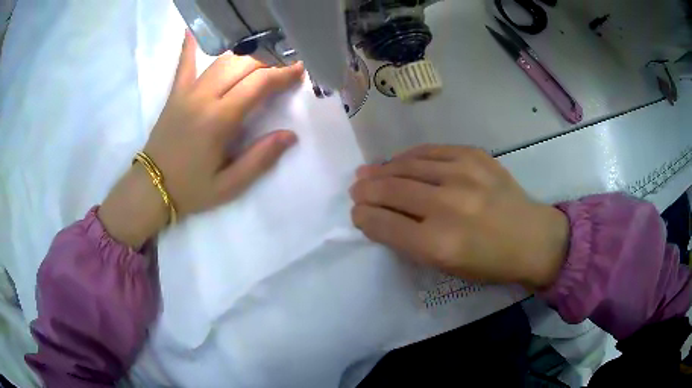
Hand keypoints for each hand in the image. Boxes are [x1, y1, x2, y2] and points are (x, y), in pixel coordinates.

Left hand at [99, 32, 303, 247]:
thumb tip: (290, 135)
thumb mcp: (229, 186)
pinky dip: (190, 44)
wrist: (151, 188)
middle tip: (287, 62)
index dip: (283, 74)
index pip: (258, 84)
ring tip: (264, 53)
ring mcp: (187, 91)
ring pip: (222, 60)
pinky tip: (195, 28)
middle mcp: (204, 97)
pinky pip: (184, 62)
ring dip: (247, 53)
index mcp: (219, 120)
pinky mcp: (175, 93)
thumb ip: (260, 159)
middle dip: (270, 60)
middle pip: (243, 65)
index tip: (300, 69)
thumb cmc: (191, 189)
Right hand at [350, 145, 569, 289]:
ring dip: (382, 169)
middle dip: (366, 190)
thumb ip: (410, 243)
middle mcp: (448, 206)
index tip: (356, 213)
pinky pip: (430, 150)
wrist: (532, 238)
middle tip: (356, 189)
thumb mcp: (446, 267)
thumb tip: (380, 217)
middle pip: (391, 191)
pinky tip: (400, 161)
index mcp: (438, 244)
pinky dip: (409, 156)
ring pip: (407, 165)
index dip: (364, 217)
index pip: (385, 225)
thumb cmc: (489, 262)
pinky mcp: (475, 156)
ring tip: (369, 172)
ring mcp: (463, 175)